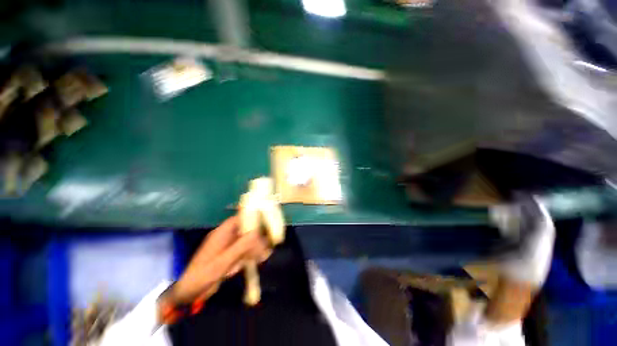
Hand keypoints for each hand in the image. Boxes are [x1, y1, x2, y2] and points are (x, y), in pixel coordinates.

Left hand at [166, 215, 270, 304]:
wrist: (188, 292)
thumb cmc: (203, 275)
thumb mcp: (223, 261)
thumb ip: (240, 247)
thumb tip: (257, 233)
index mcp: (222, 233)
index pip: (239, 218)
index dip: (252, 217)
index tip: (265, 221)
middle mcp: (225, 236)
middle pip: (244, 228)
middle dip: (256, 233)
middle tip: (268, 240)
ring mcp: (227, 246)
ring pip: (245, 239)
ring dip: (254, 244)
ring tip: (265, 251)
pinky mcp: (228, 255)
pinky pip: (242, 249)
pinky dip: (250, 252)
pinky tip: (257, 259)